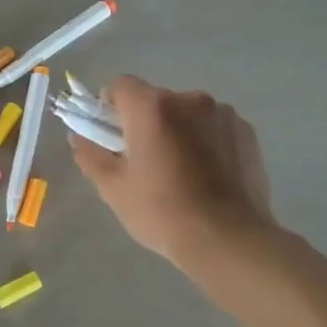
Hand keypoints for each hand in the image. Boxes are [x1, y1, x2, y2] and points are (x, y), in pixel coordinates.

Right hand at [70, 75, 277, 271]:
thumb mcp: (112, 187)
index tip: (110, 136)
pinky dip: (205, 142)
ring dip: (177, 131)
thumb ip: (90, 154)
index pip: (120, 85)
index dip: (109, 106)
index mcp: (152, 107)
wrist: (229, 240)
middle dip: (145, 122)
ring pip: (186, 114)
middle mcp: (190, 99)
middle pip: (155, 101)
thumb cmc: (162, 211)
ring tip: (180, 172)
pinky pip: (213, 128)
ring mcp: (223, 114)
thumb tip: (79, 137)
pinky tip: (207, 176)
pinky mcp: (247, 133)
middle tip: (144, 161)